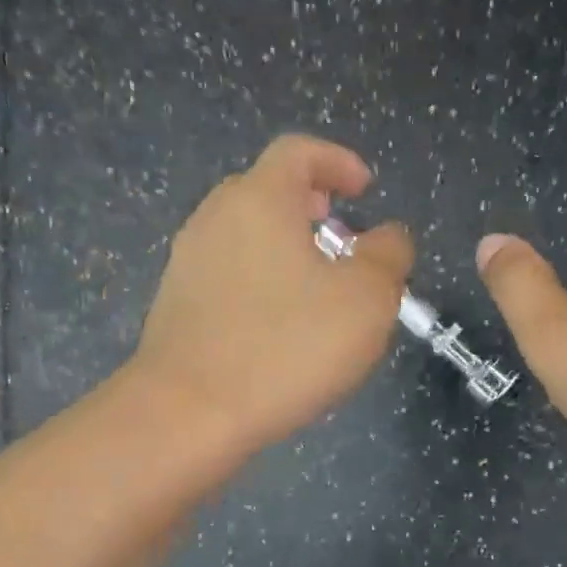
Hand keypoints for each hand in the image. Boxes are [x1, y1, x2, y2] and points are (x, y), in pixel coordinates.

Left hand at [130, 135, 414, 457]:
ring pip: (246, 236)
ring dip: (286, 248)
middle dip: (311, 205)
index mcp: (260, 199)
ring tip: (320, 288)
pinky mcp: (177, 306)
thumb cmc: (286, 346)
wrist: (188, 414)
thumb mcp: (366, 300)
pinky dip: (262, 282)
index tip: (364, 188)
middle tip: (343, 236)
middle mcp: (215, 218)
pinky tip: (282, 326)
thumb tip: (389, 236)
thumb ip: (388, 256)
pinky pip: (230, 275)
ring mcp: (188, 263)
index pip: (298, 151)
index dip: (337, 161)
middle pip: (266, 190)